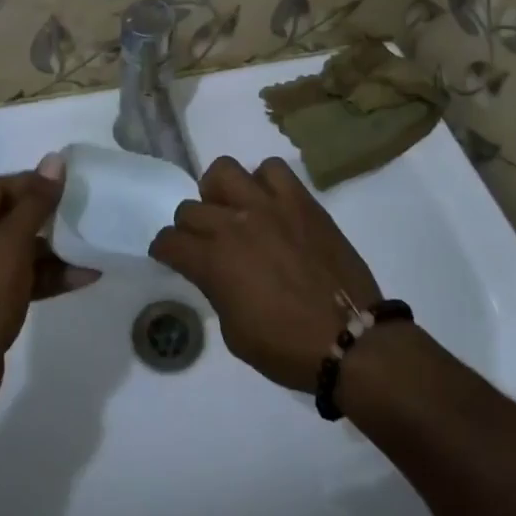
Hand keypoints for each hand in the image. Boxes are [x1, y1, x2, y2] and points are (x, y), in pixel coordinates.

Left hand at [0, 154, 97, 402]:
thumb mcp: (11, 245)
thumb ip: (36, 202)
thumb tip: (55, 159)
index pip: (1, 186)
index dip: (36, 184)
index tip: (71, 188)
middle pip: (10, 215)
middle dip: (49, 218)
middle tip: (83, 214)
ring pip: (17, 248)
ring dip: (53, 250)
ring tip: (91, 247)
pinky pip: (16, 275)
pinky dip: (44, 275)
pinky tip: (82, 276)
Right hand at [149, 156, 381, 393]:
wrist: (350, 338)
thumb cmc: (287, 347)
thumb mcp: (235, 332)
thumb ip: (216, 290)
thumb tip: (214, 271)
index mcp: (214, 262)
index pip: (169, 241)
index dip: (165, 250)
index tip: (172, 256)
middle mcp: (234, 224)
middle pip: (190, 208)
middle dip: (189, 228)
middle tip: (205, 243)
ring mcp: (269, 205)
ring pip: (223, 170)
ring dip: (220, 192)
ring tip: (234, 211)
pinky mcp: (300, 199)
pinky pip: (272, 168)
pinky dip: (264, 181)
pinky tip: (270, 203)